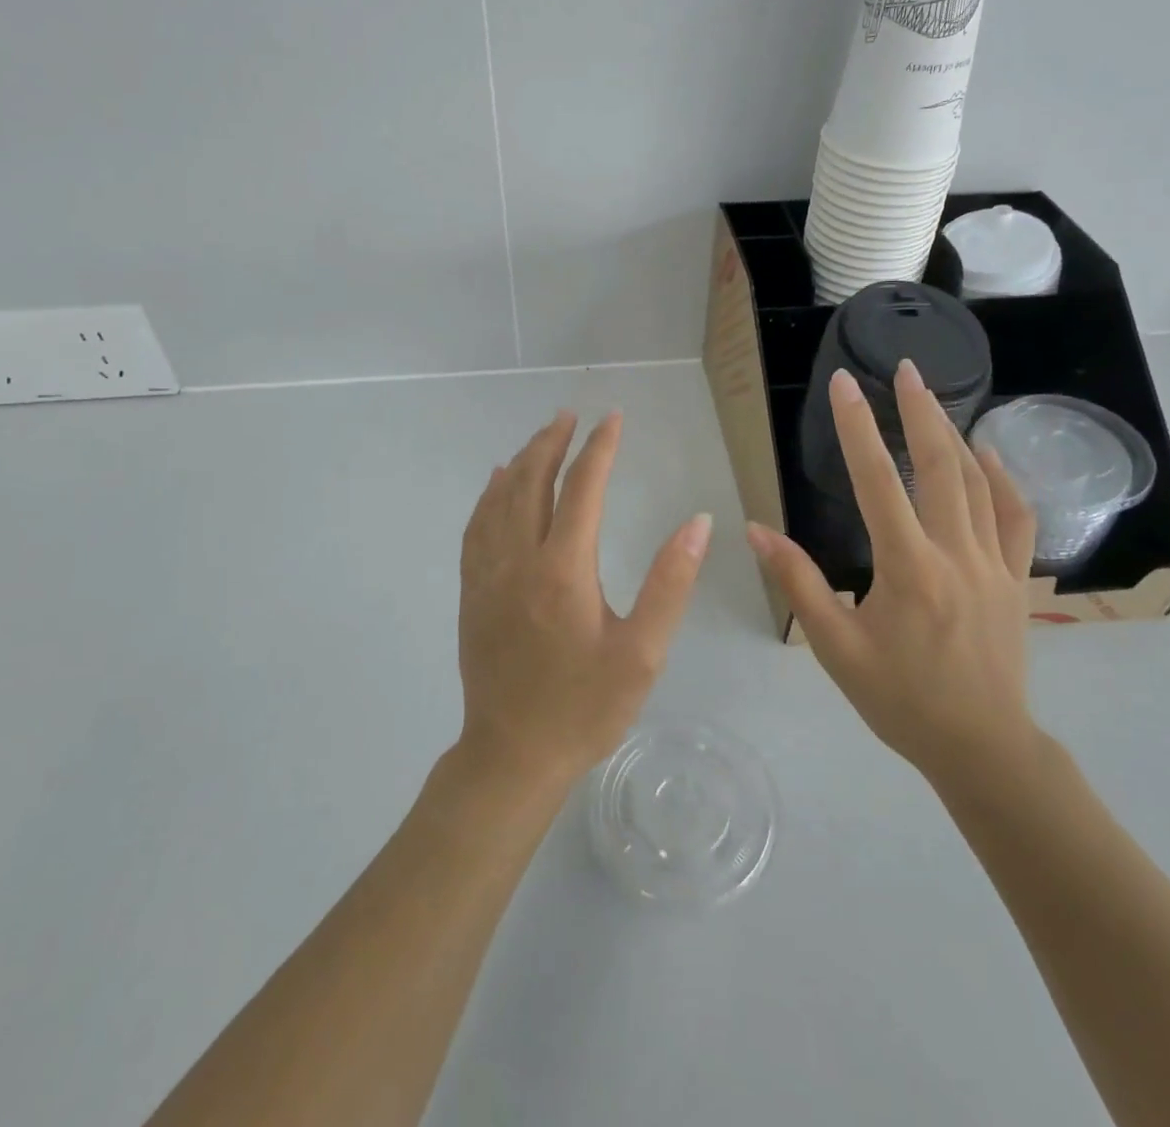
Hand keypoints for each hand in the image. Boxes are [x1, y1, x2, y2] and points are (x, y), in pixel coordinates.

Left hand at [455, 410, 713, 788]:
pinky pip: (476, 527)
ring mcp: (487, 575)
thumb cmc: (584, 707)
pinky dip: (488, 496)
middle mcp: (519, 559)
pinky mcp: (471, 593)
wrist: (512, 755)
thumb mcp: (642, 653)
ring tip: (539, 438)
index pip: (583, 489)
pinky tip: (495, 485)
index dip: (599, 449)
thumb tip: (698, 523)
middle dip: (552, 442)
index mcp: (563, 568)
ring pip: (499, 499)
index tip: (613, 419)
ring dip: (521, 462)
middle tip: (569, 415)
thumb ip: (671, 583)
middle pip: (532, 482)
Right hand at [747, 361, 1039, 797]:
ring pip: (978, 483)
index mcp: (908, 568)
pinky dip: (1003, 479)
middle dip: (920, 411)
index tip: (844, 384)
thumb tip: (757, 530)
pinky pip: (1016, 517)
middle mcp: (955, 554)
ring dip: (954, 435)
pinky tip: (989, 455)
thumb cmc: (899, 699)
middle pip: (940, 466)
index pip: (877, 481)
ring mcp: (994, 564)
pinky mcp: (1016, 579)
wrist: (981, 747)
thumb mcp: (835, 647)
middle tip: (905, 368)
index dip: (857, 427)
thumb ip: (798, 582)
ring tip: (934, 398)